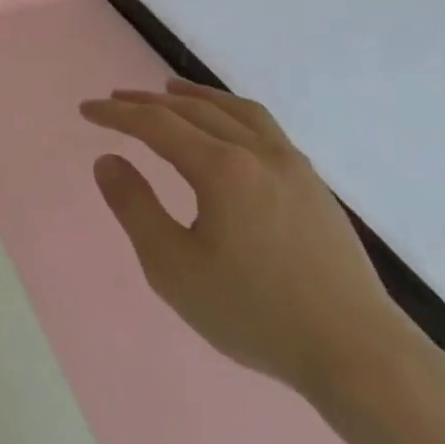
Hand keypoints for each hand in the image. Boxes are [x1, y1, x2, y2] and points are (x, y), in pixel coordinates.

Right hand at [79, 79, 414, 404]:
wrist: (358, 353)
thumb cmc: (255, 313)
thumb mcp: (174, 268)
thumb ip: (135, 208)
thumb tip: (107, 160)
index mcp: (221, 169)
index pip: (156, 125)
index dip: (117, 114)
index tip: (86, 110)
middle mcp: (257, 152)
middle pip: (193, 110)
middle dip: (147, 101)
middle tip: (115, 99)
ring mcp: (292, 165)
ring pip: (234, 110)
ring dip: (194, 97)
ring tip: (169, 90)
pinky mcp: (313, 184)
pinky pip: (264, 126)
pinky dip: (231, 111)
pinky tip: (227, 127)